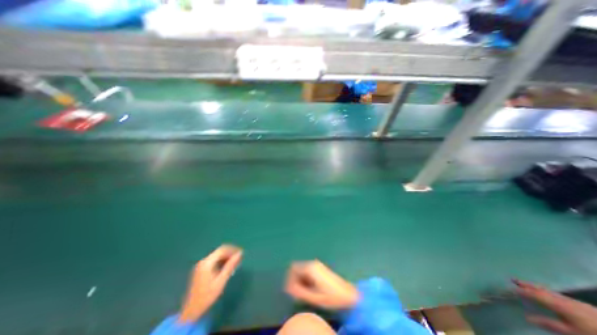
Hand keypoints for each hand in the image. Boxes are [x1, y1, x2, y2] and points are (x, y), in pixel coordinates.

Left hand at [179, 244, 242, 323]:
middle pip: (219, 252)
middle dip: (230, 254)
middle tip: (239, 259)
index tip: (241, 254)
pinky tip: (227, 268)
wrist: (191, 311)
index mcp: (207, 262)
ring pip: (217, 256)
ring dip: (226, 258)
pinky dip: (221, 262)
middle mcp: (203, 261)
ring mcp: (201, 265)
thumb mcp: (221, 280)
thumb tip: (240, 253)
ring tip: (235, 264)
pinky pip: (214, 261)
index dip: (233, 250)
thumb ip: (230, 265)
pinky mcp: (201, 270)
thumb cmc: (208, 295)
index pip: (222, 250)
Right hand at [284, 260, 358, 309]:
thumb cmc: (332, 297)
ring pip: (302, 270)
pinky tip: (309, 289)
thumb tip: (288, 288)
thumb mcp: (314, 297)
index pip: (293, 268)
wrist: (348, 295)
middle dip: (294, 280)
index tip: (291, 290)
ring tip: (303, 293)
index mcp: (310, 267)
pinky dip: (305, 280)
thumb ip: (299, 292)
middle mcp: (312, 263)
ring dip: (299, 280)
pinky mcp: (319, 268)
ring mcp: (316, 265)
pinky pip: (307, 272)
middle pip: (297, 268)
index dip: (289, 279)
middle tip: (297, 293)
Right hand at [516, 279, 595, 332]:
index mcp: (559, 304)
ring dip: (536, 287)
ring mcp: (574, 301)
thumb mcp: (571, 332)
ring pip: (549, 291)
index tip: (510, 288)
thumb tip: (527, 318)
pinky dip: (546, 292)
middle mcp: (563, 299)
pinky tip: (547, 295)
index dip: (522, 291)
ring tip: (525, 285)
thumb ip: (549, 324)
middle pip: (542, 290)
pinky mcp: (581, 305)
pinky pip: (557, 295)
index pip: (535, 295)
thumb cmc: (591, 333)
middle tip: (513, 279)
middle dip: (527, 285)